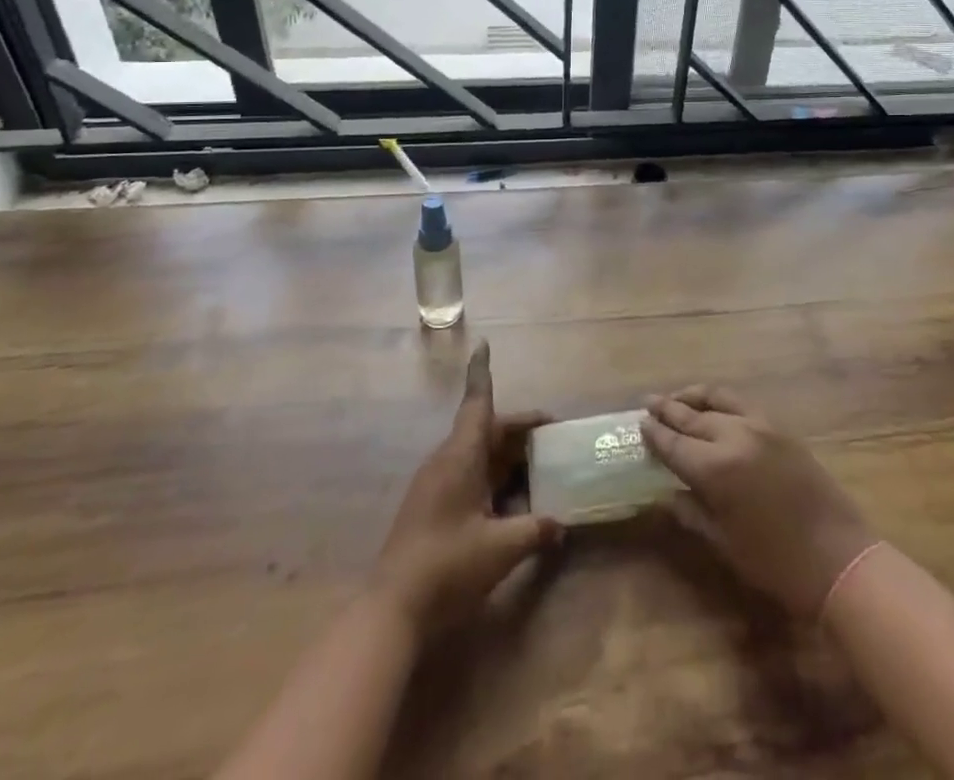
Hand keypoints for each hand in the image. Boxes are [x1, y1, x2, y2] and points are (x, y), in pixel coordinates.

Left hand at [370, 341, 559, 639]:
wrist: (392, 610)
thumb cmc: (447, 566)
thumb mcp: (500, 549)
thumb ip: (535, 530)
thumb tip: (562, 524)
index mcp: (460, 456)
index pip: (477, 402)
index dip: (482, 372)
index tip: (483, 343)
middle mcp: (447, 461)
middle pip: (487, 430)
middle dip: (520, 431)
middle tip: (554, 436)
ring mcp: (437, 484)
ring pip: (479, 456)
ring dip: (509, 458)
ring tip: (542, 468)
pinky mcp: (433, 507)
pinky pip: (471, 477)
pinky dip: (495, 480)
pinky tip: (516, 503)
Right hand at [642, 386, 876, 620]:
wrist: (839, 559)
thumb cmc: (777, 564)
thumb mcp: (725, 544)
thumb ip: (692, 512)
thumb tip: (667, 493)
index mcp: (715, 470)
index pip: (674, 445)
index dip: (655, 435)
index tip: (639, 425)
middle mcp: (734, 437)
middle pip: (691, 417)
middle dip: (667, 410)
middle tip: (647, 404)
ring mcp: (759, 426)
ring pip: (717, 400)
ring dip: (692, 397)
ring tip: (676, 398)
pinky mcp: (779, 427)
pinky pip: (741, 403)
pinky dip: (720, 400)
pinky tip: (713, 407)